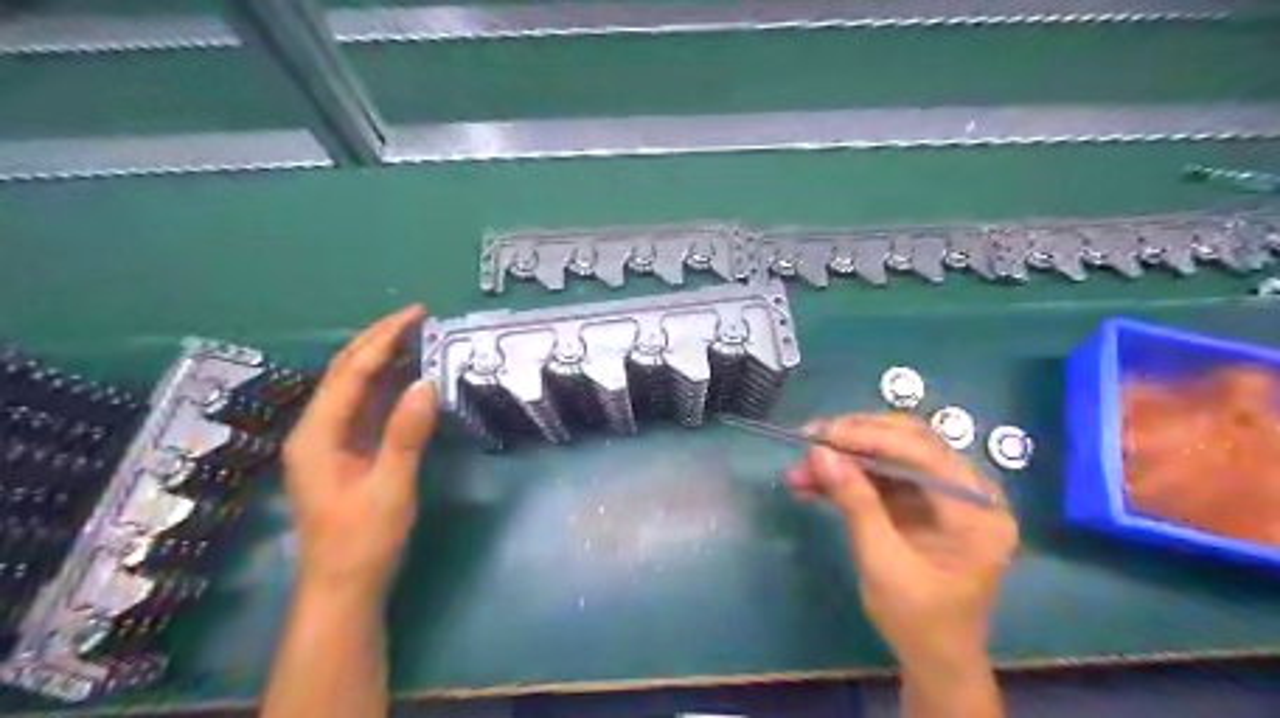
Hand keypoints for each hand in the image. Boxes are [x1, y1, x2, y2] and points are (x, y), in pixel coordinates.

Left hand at [280, 307, 441, 603]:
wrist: (343, 588)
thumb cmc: (363, 540)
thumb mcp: (390, 487)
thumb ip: (406, 434)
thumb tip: (426, 383)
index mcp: (316, 435)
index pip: (350, 373)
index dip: (383, 340)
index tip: (416, 314)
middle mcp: (315, 431)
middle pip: (344, 372)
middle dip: (378, 340)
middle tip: (416, 317)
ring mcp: (328, 442)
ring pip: (353, 388)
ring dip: (381, 359)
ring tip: (414, 336)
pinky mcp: (344, 453)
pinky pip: (363, 407)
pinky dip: (385, 386)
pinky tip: (405, 377)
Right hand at [786, 416, 1016, 673]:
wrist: (935, 659)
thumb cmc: (918, 621)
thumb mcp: (882, 565)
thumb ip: (855, 504)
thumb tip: (819, 453)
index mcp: (977, 511)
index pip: (925, 453)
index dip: (871, 437)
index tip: (822, 435)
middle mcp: (969, 493)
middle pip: (911, 442)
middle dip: (855, 438)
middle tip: (810, 439)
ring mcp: (946, 495)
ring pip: (892, 455)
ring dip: (845, 458)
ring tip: (801, 466)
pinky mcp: (923, 502)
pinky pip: (884, 476)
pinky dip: (848, 477)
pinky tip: (813, 484)